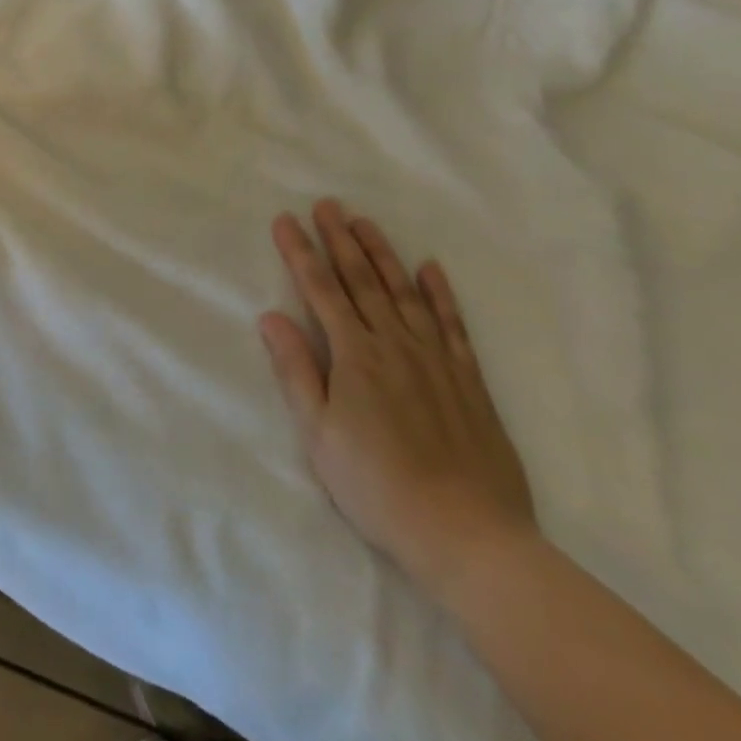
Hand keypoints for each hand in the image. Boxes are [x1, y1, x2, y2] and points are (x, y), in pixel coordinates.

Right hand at [259, 200, 536, 599]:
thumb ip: (296, 371)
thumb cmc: (377, 487)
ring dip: (382, 254)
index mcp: (355, 356)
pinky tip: (430, 268)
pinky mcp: (468, 380)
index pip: (321, 290)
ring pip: (405, 292)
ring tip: (365, 222)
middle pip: (362, 281)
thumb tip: (271, 316)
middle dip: (340, 239)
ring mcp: (436, 360)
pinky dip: (441, 293)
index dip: (301, 253)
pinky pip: (452, 324)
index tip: (286, 220)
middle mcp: (395, 345)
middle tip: (326, 204)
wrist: (469, 535)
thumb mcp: (318, 435)